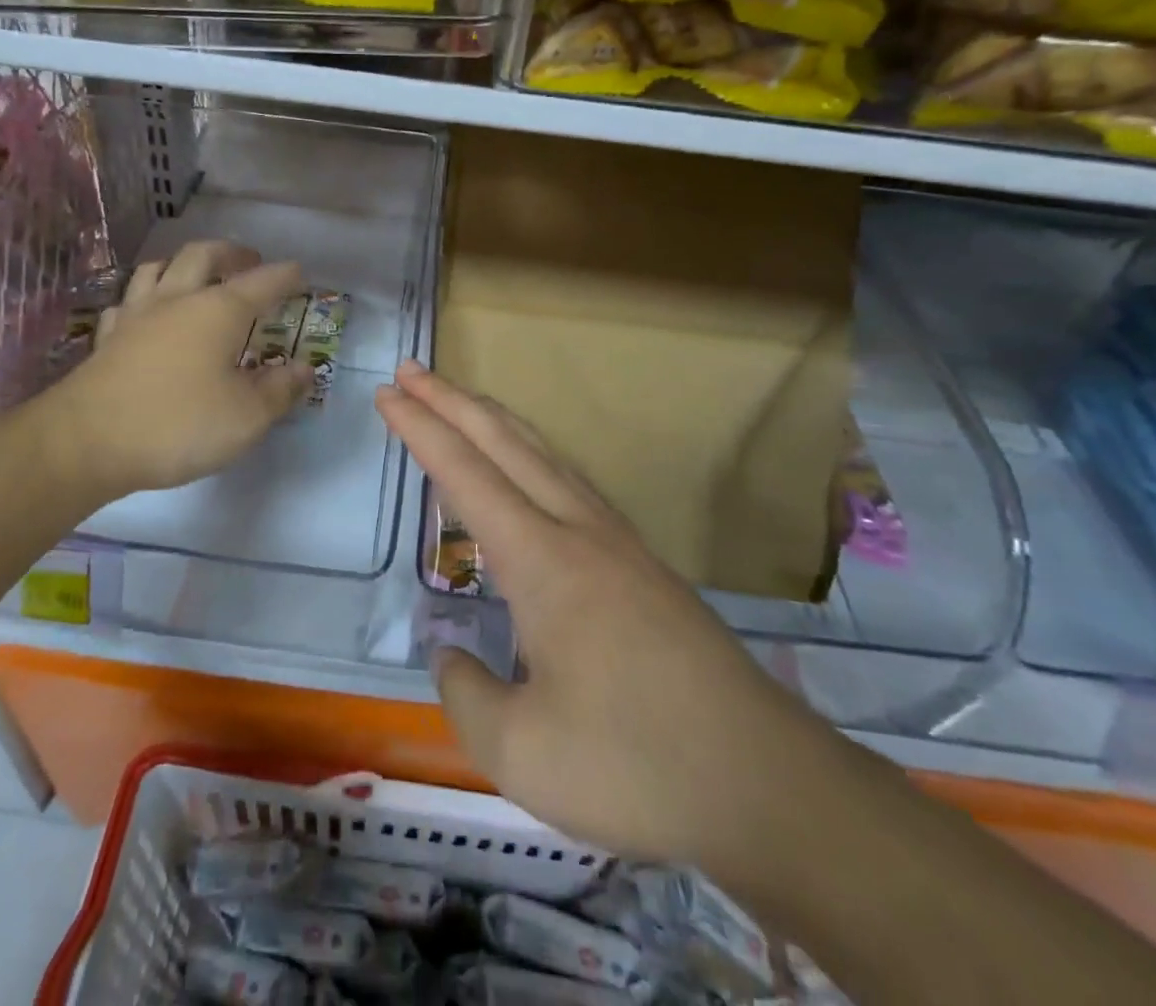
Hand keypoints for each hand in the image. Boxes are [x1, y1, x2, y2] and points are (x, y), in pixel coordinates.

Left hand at [50, 242, 310, 502]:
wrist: (86, 442)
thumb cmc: (178, 424)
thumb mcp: (246, 416)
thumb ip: (280, 390)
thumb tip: (305, 369)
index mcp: (218, 311)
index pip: (261, 283)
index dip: (283, 276)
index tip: (300, 273)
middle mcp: (177, 300)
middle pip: (202, 255)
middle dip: (230, 253)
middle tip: (247, 261)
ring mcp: (136, 315)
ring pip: (158, 268)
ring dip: (182, 263)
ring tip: (196, 273)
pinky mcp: (107, 338)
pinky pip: (128, 301)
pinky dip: (146, 297)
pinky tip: (148, 312)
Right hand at [375, 361, 834, 872]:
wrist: (769, 783)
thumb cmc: (636, 765)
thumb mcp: (521, 752)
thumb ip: (465, 695)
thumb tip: (449, 654)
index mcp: (542, 561)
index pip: (465, 474)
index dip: (421, 429)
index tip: (387, 394)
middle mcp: (579, 531)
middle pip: (505, 442)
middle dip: (452, 401)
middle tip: (411, 371)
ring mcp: (618, 542)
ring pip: (545, 454)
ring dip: (495, 420)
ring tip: (461, 400)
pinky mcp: (644, 565)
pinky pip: (571, 480)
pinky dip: (533, 453)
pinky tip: (532, 468)